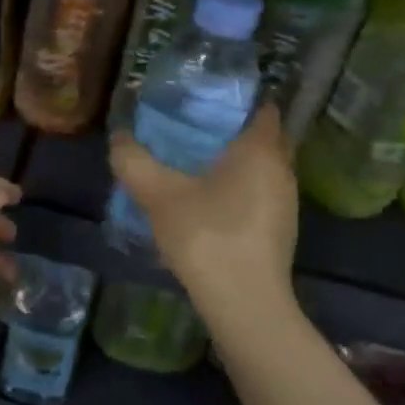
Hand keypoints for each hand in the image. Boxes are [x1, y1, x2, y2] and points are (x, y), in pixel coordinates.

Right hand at [109, 105, 299, 328]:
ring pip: (262, 168)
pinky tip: (208, 201)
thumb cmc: (207, 236)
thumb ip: (134, 161)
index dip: (239, 99)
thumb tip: (119, 138)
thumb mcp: (159, 194)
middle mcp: (282, 171)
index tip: (207, 98)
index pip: (262, 108)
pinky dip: (239, 188)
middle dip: (234, 129)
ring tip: (196, 161)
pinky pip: (260, 194)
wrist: (244, 306)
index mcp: (260, 151)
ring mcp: (286, 204)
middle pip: (263, 137)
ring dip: (236, 162)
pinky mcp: (280, 231)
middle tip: (194, 126)